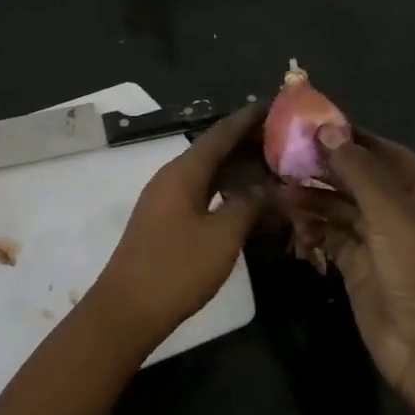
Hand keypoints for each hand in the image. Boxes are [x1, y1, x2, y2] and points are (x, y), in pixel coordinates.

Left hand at [90, 103, 264, 343]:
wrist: (127, 310)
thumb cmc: (176, 268)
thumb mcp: (222, 237)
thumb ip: (250, 206)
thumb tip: (274, 188)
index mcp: (183, 172)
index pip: (221, 133)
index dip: (249, 118)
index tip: (278, 104)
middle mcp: (172, 178)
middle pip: (214, 150)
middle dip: (249, 143)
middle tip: (287, 139)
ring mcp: (166, 201)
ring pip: (208, 174)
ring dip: (239, 169)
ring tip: (275, 167)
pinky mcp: (166, 223)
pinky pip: (202, 194)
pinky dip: (227, 192)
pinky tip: (248, 202)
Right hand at [292, 128, 414, 414]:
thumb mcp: (393, 214)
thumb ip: (359, 171)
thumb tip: (326, 130)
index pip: (384, 153)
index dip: (351, 137)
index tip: (311, 124)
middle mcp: (399, 213)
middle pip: (357, 180)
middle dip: (323, 168)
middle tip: (281, 156)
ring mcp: (377, 242)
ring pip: (339, 209)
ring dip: (311, 198)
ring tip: (276, 189)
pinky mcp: (356, 268)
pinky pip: (329, 238)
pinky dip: (310, 227)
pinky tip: (288, 220)